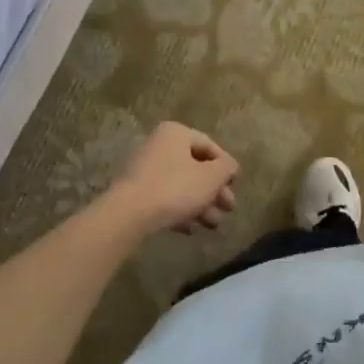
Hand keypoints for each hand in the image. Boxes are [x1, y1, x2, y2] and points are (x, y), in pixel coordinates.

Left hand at [103, 123, 238, 235]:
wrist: (128, 215)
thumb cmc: (175, 188)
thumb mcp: (211, 177)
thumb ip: (226, 168)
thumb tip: (230, 167)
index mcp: (176, 133)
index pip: (209, 146)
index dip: (226, 167)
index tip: (234, 186)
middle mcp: (159, 145)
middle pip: (195, 167)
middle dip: (214, 191)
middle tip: (228, 209)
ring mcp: (145, 169)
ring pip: (181, 185)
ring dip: (200, 204)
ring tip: (213, 225)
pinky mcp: (135, 192)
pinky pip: (164, 198)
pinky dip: (180, 211)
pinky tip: (190, 229)